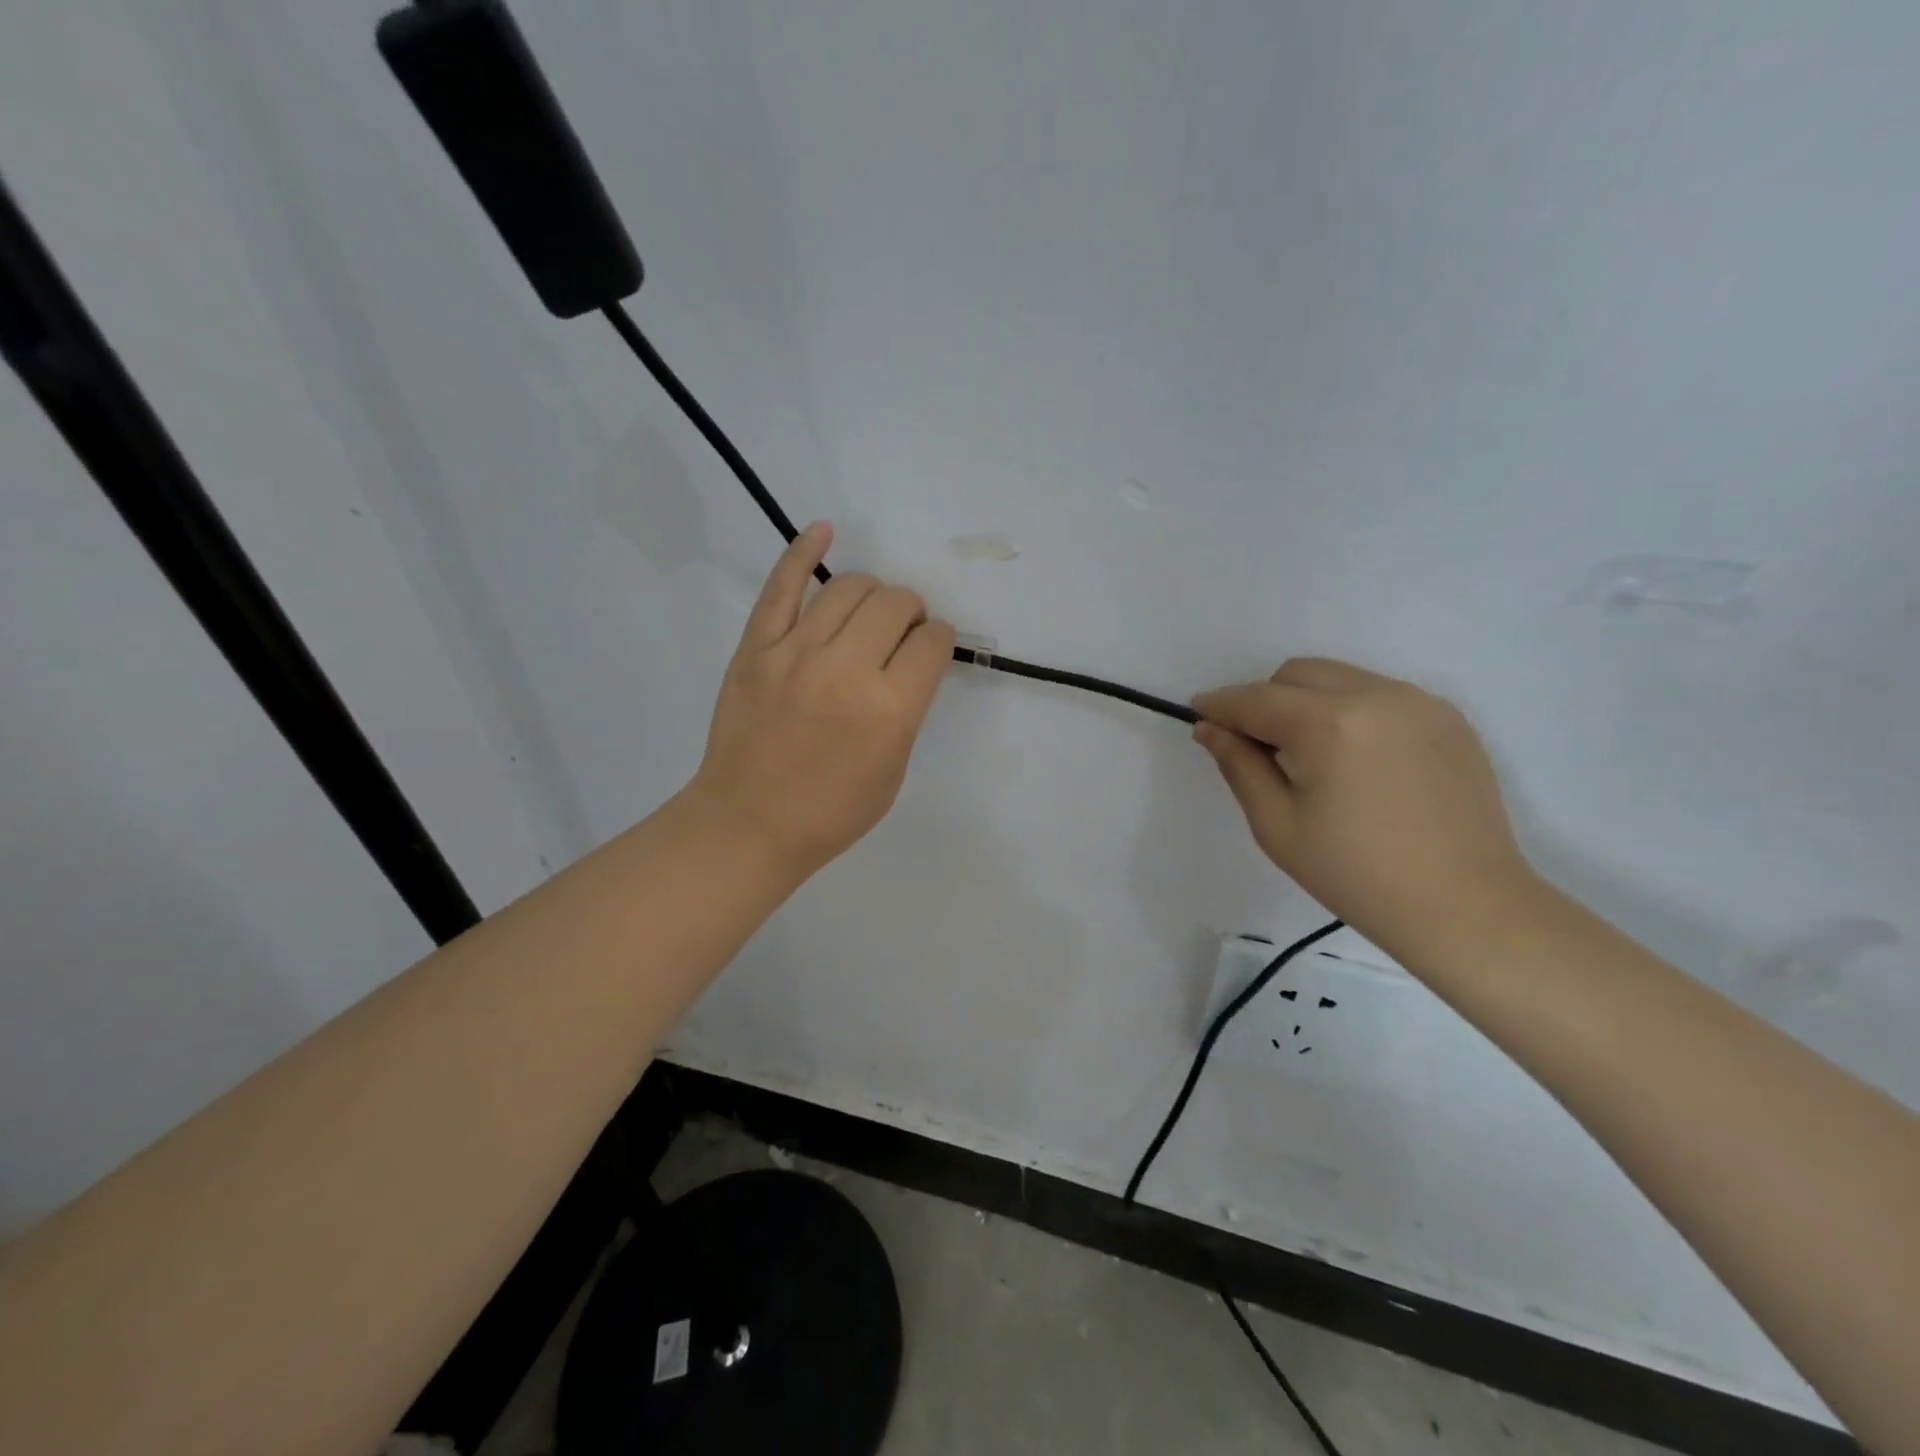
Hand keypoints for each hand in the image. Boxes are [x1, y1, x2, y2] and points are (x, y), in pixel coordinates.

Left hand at [688, 523, 955, 878]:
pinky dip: (804, 551)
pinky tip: (823, 532)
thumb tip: (912, 659)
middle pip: (896, 604)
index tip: (931, 650)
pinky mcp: (757, 645)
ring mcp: (795, 651)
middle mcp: (847, 669)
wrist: (749, 823)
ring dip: (873, 593)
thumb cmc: (832, 810)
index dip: (939, 641)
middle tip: (902, 633)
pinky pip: (783, 585)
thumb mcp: (894, 769)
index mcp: (890, 709)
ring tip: (870, 612)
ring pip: (850, 587)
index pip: (933, 642)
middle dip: (912, 613)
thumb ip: (909, 708)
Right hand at [1193, 658, 1537, 960]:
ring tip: (1312, 757)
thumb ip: (1239, 765)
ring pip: (1339, 679)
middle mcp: (1375, 696)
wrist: (1465, 906)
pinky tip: (1358, 762)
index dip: (1220, 705)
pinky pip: (1379, 695)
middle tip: (1259, 747)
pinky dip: (1352, 712)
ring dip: (1308, 703)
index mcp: (1329, 724)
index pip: (1256, 699)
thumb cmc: (1356, 875)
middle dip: (1265, 700)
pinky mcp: (1448, 717)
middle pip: (1297, 674)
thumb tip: (1211, 728)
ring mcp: (1419, 702)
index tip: (1199, 713)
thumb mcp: (1277, 825)